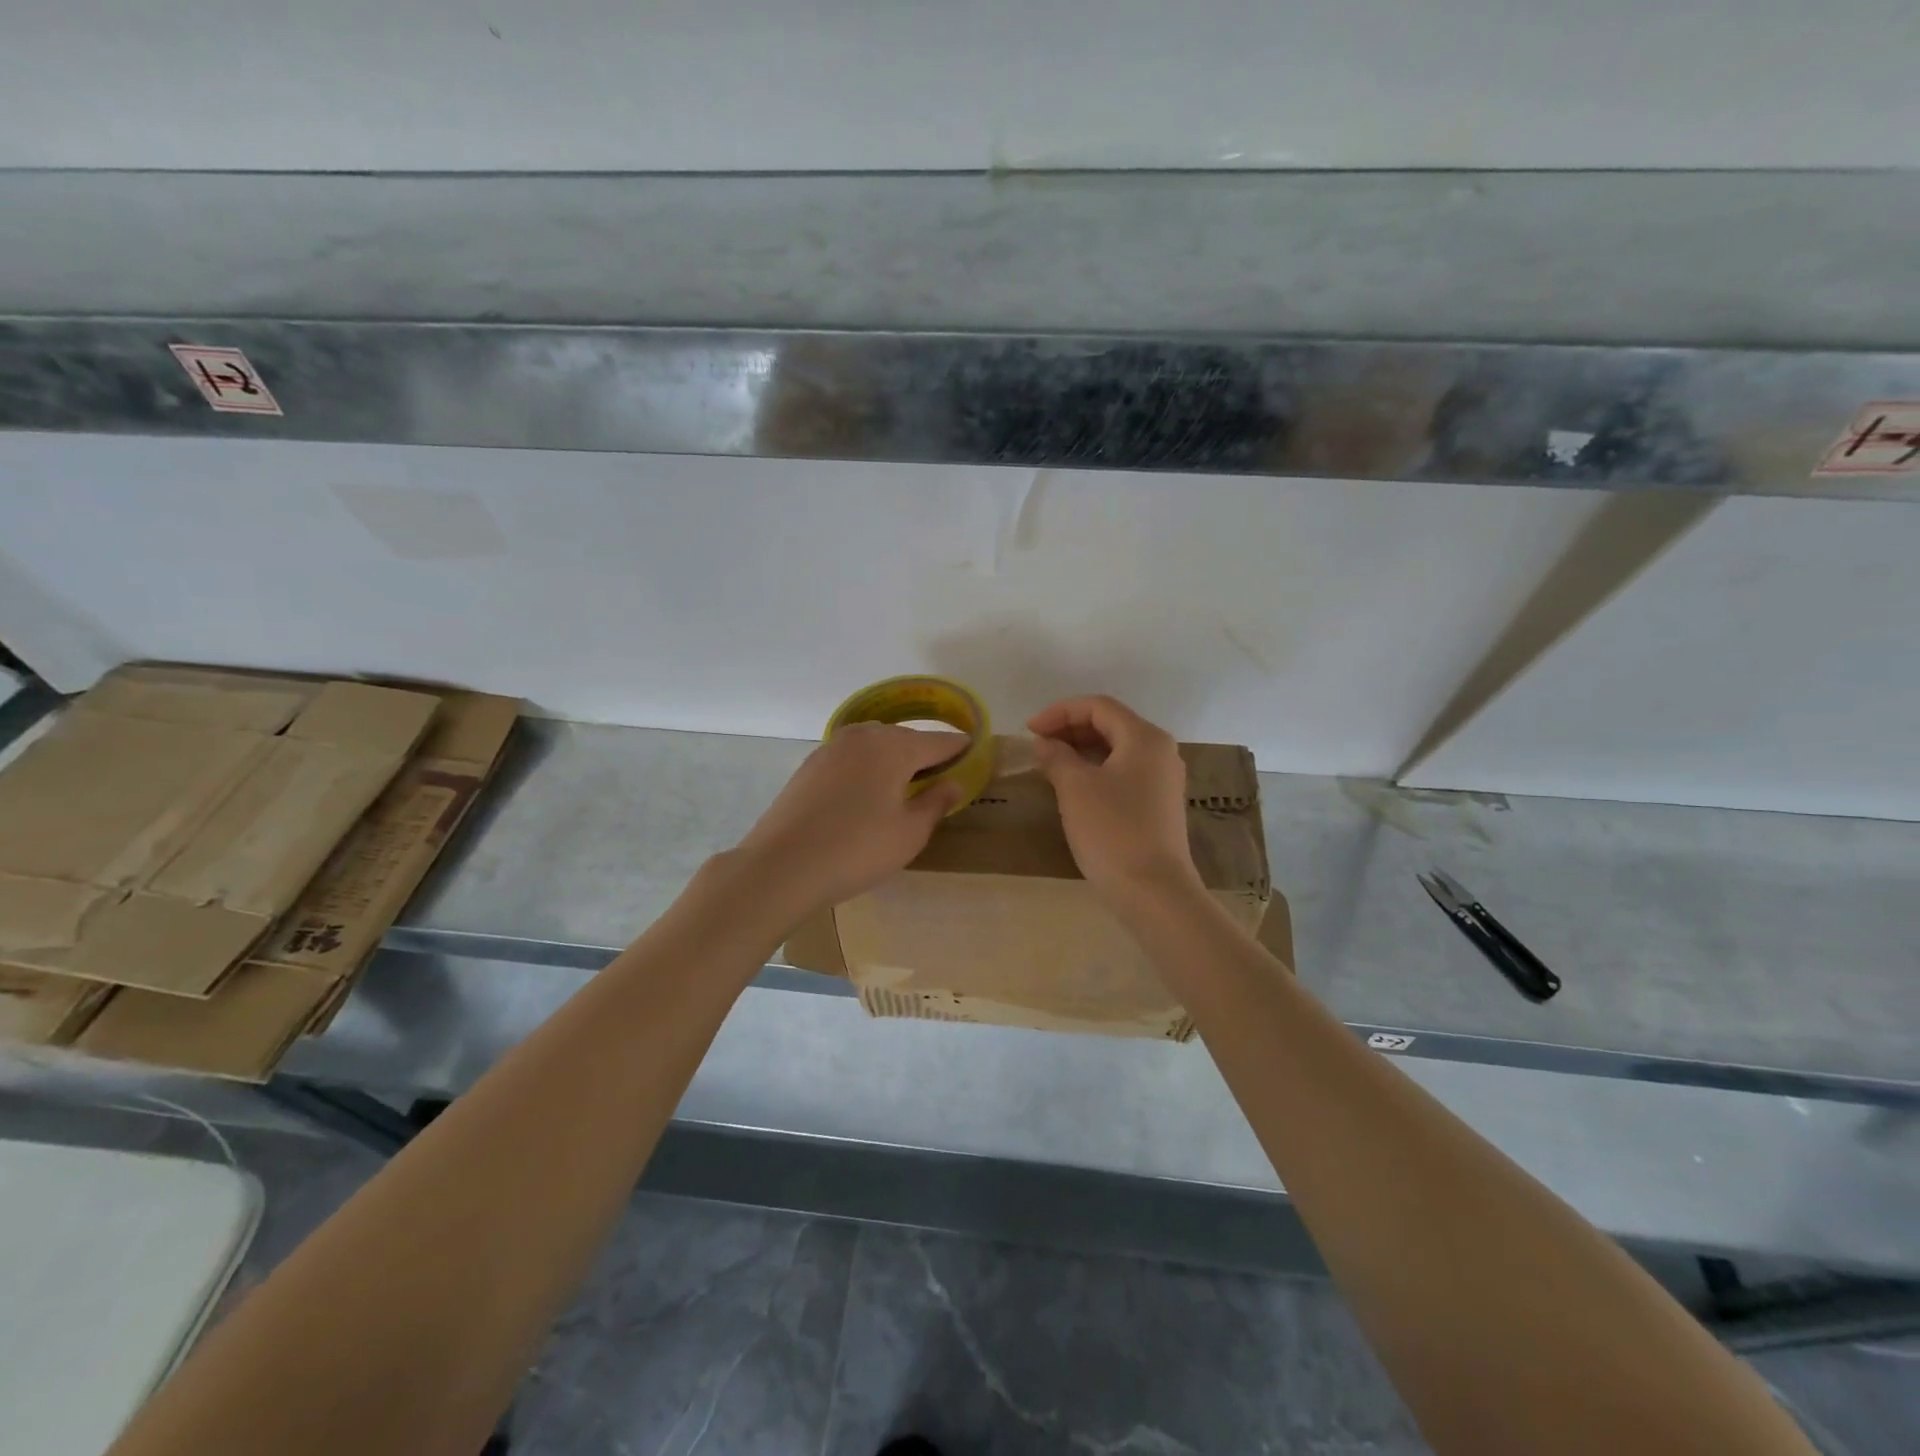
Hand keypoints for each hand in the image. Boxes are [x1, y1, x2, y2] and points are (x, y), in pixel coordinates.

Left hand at [731, 722, 967, 916]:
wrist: (782, 866)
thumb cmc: (857, 850)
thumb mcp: (910, 832)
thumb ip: (936, 802)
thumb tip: (953, 783)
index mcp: (894, 746)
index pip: (938, 742)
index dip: (959, 748)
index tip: (975, 752)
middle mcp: (863, 736)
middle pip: (904, 738)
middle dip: (924, 753)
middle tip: (940, 777)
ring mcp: (832, 748)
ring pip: (874, 745)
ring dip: (893, 759)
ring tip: (904, 786)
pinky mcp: (810, 765)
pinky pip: (851, 758)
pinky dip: (866, 768)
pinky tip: (866, 793)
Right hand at [1027, 695, 1200, 901]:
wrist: (1153, 891)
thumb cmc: (1112, 830)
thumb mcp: (1075, 788)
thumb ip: (1056, 757)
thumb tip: (1044, 744)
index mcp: (1144, 737)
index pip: (1098, 706)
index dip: (1059, 712)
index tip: (1029, 730)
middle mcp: (1160, 751)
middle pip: (1110, 724)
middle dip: (1070, 729)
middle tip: (1037, 746)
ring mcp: (1163, 779)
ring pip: (1117, 750)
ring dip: (1081, 750)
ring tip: (1049, 764)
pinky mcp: (1158, 804)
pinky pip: (1124, 772)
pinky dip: (1096, 770)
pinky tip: (1073, 787)